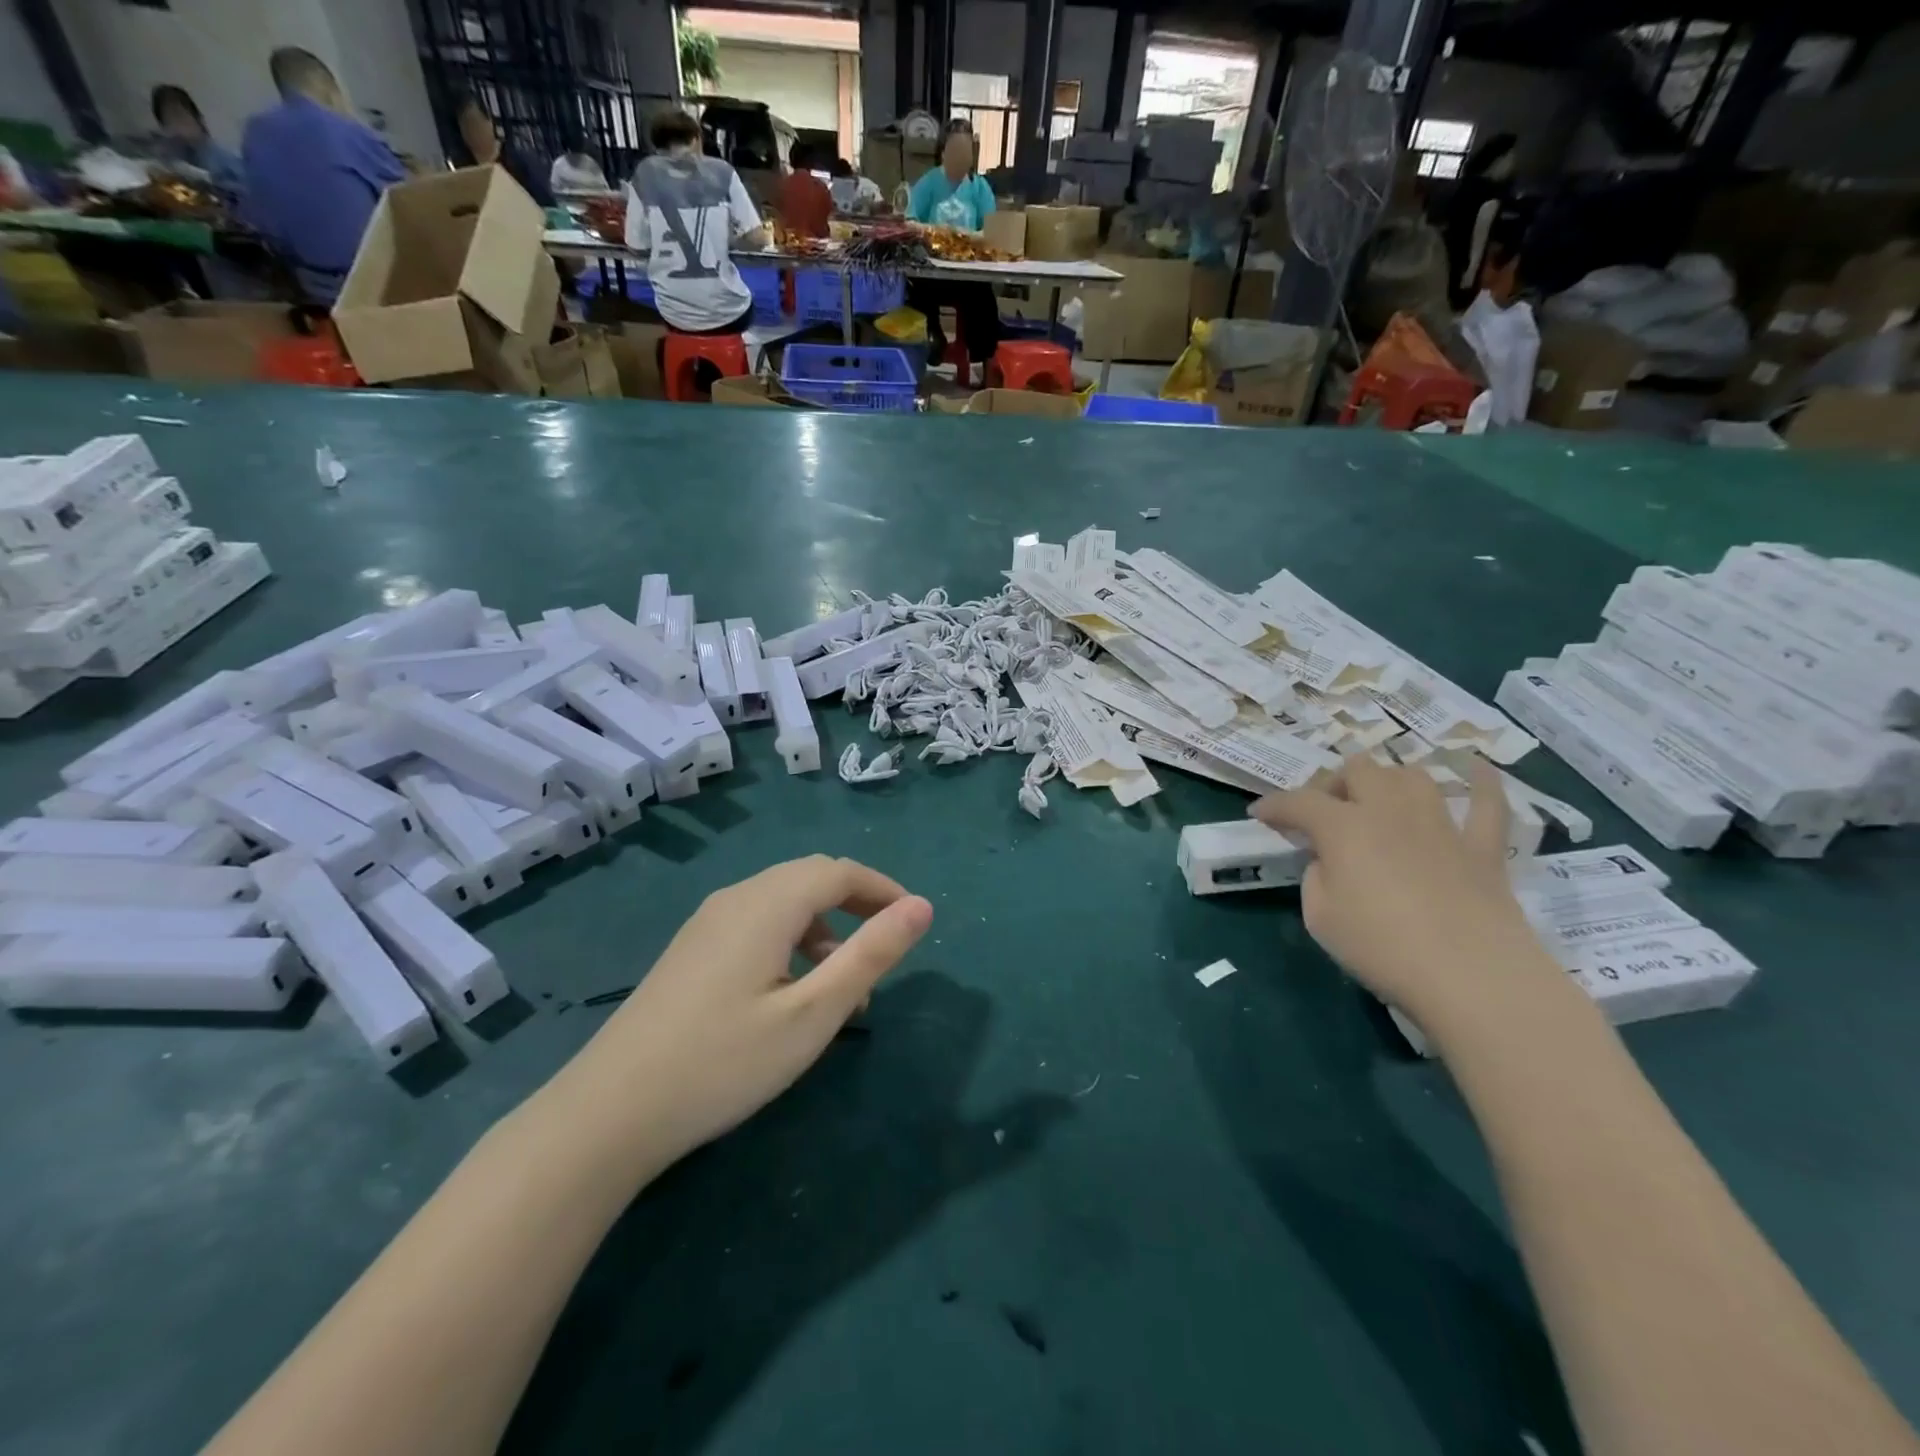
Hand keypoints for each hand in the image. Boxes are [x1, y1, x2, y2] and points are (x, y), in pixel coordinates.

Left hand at [551, 856, 932, 1173]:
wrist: (609, 1112)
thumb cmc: (724, 1062)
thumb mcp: (812, 1014)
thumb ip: (870, 955)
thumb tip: (922, 907)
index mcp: (768, 903)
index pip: (840, 872)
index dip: (884, 888)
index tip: (915, 921)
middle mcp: (737, 898)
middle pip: (810, 878)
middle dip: (857, 903)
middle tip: (888, 945)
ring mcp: (708, 922)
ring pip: (783, 901)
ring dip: (825, 926)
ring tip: (846, 984)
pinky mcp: (692, 949)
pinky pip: (757, 923)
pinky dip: (792, 940)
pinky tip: (793, 991)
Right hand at [1250, 756, 1557, 1028]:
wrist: (1472, 977)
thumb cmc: (1381, 948)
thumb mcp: (1319, 916)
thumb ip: (1317, 877)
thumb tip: (1330, 862)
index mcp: (1343, 827)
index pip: (1298, 802)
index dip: (1274, 805)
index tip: (1259, 815)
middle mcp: (1390, 810)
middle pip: (1357, 770)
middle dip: (1333, 785)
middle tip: (1323, 815)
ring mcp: (1441, 824)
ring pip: (1411, 776)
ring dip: (1387, 781)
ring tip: (1377, 803)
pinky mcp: (1483, 847)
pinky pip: (1487, 801)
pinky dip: (1480, 782)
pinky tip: (1474, 768)